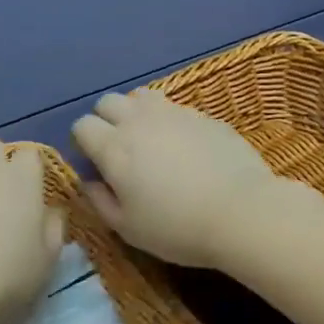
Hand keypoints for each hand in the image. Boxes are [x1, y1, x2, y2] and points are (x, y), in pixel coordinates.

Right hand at [72, 90, 278, 268]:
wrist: (242, 212)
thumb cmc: (176, 227)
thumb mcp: (128, 228)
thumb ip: (100, 201)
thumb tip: (90, 181)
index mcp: (114, 147)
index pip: (82, 125)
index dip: (83, 143)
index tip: (94, 163)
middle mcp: (138, 121)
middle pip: (107, 102)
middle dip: (105, 120)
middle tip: (118, 149)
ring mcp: (174, 113)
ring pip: (140, 96)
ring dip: (135, 112)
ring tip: (148, 139)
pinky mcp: (203, 115)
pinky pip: (174, 107)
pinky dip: (168, 120)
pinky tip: (183, 146)